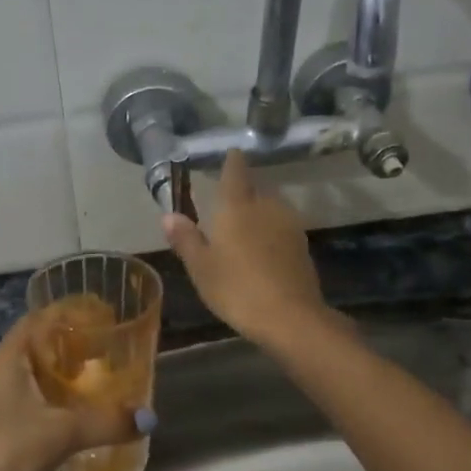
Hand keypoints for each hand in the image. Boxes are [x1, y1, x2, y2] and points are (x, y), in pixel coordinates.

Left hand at [0, 316, 139, 470]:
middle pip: (32, 345)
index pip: (37, 319)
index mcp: (4, 356)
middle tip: (102, 352)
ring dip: (54, 375)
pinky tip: (66, 414)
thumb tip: (148, 418)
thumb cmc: (9, 449)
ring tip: (90, 381)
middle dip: (66, 346)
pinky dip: (43, 398)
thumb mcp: (64, 432)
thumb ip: (107, 422)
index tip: (99, 318)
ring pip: (24, 374)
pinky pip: (18, 398)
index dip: (67, 314)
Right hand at [162, 150, 328, 346]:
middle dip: (244, 192)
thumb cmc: (236, 288)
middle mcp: (267, 207)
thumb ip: (186, 239)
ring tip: (244, 229)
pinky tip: (263, 251)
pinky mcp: (303, 247)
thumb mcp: (201, 267)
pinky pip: (282, 229)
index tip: (231, 154)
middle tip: (228, 204)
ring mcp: (289, 226)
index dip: (232, 161)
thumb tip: (168, 215)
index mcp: (238, 206)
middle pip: (256, 189)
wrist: (290, 316)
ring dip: (259, 213)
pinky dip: (271, 233)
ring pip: (271, 209)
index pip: (236, 171)